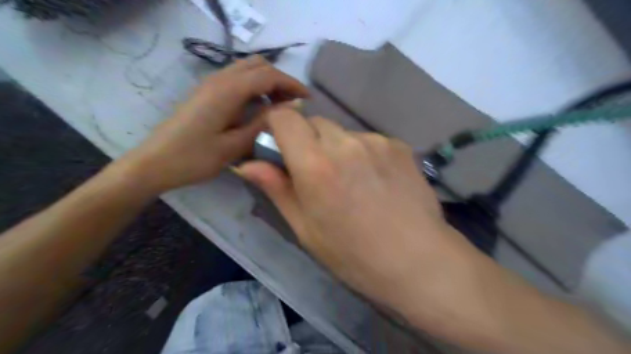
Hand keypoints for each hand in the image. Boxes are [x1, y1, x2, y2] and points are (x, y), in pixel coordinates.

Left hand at [121, 57, 308, 196]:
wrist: (154, 163)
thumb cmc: (195, 158)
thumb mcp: (235, 146)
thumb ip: (264, 123)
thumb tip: (291, 108)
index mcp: (228, 91)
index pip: (268, 75)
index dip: (292, 84)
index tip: (308, 99)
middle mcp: (219, 79)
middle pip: (258, 64)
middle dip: (280, 80)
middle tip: (293, 103)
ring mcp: (210, 83)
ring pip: (247, 69)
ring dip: (267, 81)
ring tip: (279, 106)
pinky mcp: (206, 91)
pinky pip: (237, 78)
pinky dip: (254, 86)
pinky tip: (258, 107)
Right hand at [238, 109, 483, 321]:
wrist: (418, 260)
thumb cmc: (354, 254)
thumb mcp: (306, 229)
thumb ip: (276, 188)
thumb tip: (247, 164)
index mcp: (316, 165)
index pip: (284, 118)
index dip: (275, 126)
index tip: (278, 146)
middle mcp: (345, 143)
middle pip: (313, 122)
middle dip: (306, 141)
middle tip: (316, 173)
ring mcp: (376, 141)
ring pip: (341, 132)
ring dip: (335, 147)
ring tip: (350, 181)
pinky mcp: (399, 145)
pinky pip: (368, 140)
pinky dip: (361, 153)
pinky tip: (375, 181)